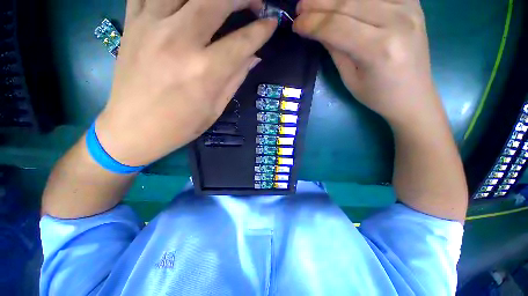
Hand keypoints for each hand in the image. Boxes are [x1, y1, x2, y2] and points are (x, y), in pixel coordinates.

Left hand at [96, 0, 276, 165]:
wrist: (133, 129)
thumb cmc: (181, 126)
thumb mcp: (215, 108)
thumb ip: (235, 78)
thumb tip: (253, 57)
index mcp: (205, 71)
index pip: (242, 41)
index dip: (262, 30)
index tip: (272, 23)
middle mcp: (179, 41)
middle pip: (216, 0)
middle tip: (255, 3)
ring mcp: (151, 26)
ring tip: (223, 2)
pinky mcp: (132, 23)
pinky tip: (186, 3)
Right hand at [294, 0, 440, 126]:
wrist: (413, 95)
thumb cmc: (377, 95)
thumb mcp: (350, 78)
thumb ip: (335, 50)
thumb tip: (317, 30)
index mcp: (379, 49)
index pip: (336, 26)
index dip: (312, 23)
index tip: (296, 24)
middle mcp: (397, 21)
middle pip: (348, 3)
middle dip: (318, 4)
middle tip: (300, 6)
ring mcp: (409, 7)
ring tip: (316, 1)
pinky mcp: (414, 3)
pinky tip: (343, 0)